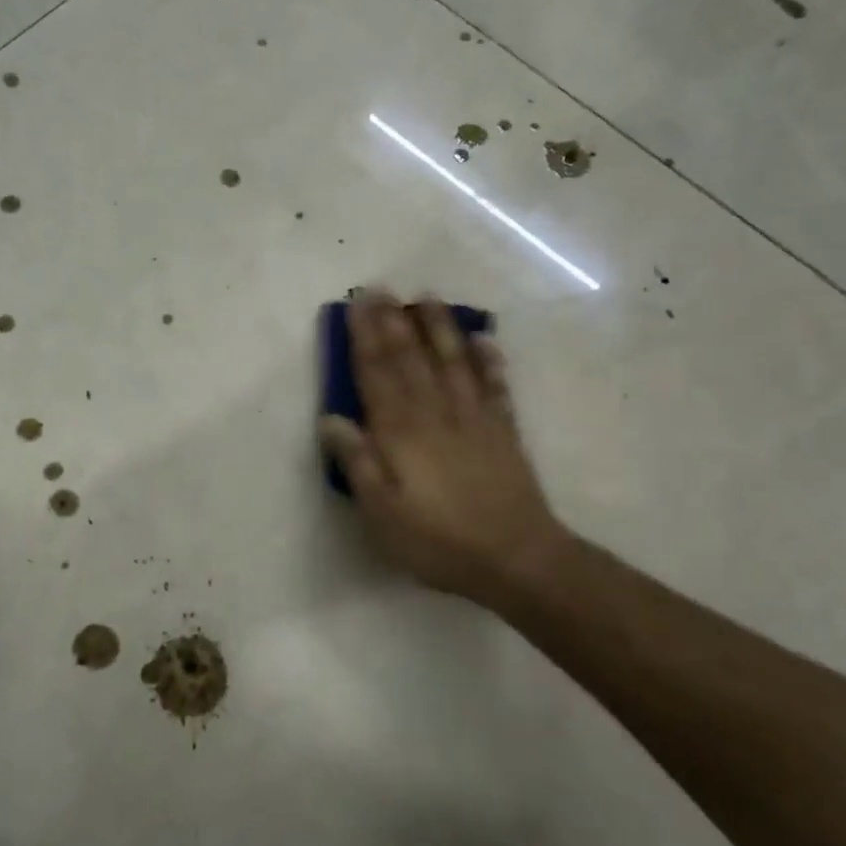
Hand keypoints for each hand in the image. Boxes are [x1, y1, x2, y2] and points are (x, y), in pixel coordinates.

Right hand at [319, 293, 568, 606]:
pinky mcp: (503, 430)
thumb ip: (357, 462)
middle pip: (411, 357)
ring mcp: (474, 418)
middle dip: (393, 320)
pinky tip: (484, 338)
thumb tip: (330, 418)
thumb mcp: (382, 512)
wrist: (515, 558)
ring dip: (438, 327)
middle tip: (381, 287)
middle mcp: (436, 413)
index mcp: (401, 432)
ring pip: (452, 361)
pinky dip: (489, 359)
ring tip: (428, 297)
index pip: (378, 373)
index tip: (356, 303)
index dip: (365, 336)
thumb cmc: (438, 540)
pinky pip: (494, 385)